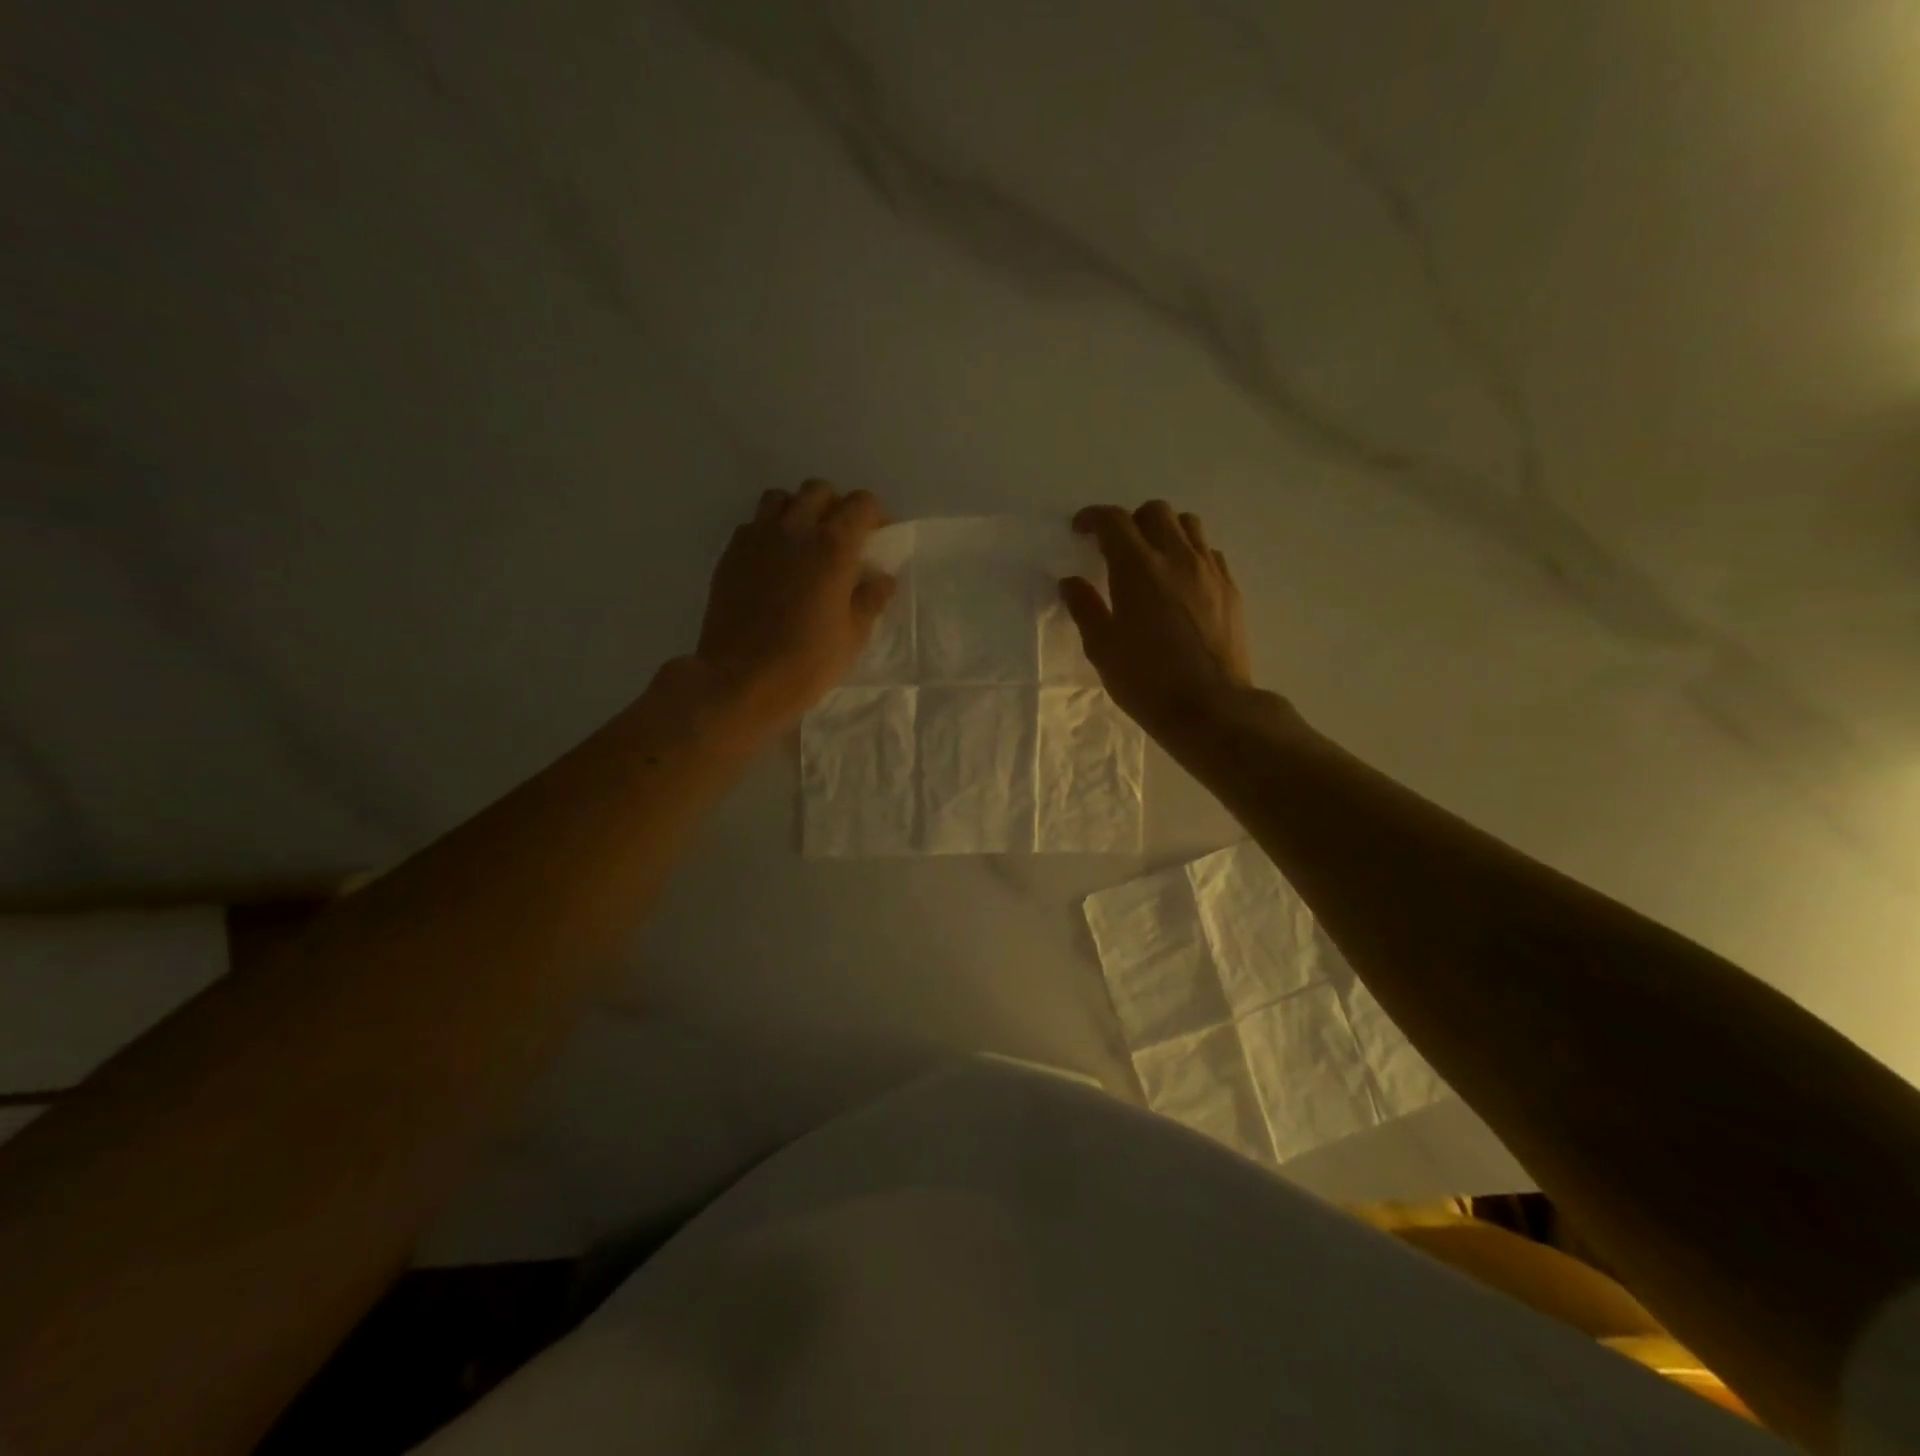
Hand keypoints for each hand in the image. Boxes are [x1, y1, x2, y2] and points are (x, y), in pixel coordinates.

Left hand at [695, 480, 895, 732]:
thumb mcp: (853, 637)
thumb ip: (870, 600)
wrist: (740, 680)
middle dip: (836, 507)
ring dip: (799, 510)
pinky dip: (769, 531)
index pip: (861, 504)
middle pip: (819, 491)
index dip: (875, 516)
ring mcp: (757, 538)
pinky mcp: (730, 554)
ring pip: (781, 499)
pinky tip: (775, 562)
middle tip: (843, 538)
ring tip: (805, 542)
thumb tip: (882, 579)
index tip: (879, 538)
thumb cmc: (806, 663)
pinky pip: (754, 524)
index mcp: (832, 547)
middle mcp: (794, 530)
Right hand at [1060, 501, 1253, 739]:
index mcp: (1138, 568)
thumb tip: (1070, 582)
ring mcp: (1209, 571)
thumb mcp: (1102, 648)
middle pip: (1155, 512)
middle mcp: (1177, 557)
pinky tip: (1181, 582)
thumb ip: (1085, 608)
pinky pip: (1210, 553)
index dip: (1093, 518)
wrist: (1210, 707)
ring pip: (1189, 525)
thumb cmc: (1146, 680)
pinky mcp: (1231, 589)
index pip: (1114, 521)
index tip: (1080, 529)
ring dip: (1165, 531)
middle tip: (1116, 547)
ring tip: (1153, 559)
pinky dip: (1191, 554)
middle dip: (1131, 521)